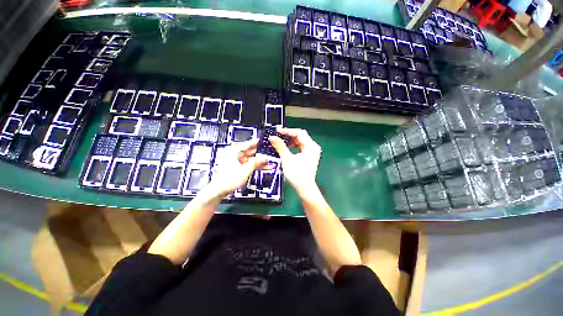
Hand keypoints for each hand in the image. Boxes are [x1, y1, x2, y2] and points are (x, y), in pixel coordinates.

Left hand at [208, 139, 267, 195]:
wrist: (219, 190)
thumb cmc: (228, 179)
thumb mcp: (245, 170)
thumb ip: (256, 162)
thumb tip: (264, 157)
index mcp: (234, 151)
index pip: (247, 144)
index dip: (256, 143)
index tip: (263, 140)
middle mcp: (235, 155)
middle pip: (251, 152)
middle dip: (261, 154)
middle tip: (270, 154)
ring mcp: (237, 162)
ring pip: (251, 159)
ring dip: (260, 161)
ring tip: (270, 162)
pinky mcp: (239, 168)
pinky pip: (250, 165)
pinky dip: (256, 166)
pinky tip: (265, 167)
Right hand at [269, 128, 320, 193]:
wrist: (304, 188)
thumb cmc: (297, 174)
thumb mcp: (287, 159)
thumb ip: (280, 146)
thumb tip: (272, 137)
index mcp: (311, 146)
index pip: (299, 133)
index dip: (287, 131)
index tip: (277, 131)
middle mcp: (313, 147)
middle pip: (300, 136)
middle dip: (289, 135)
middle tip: (278, 135)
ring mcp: (312, 152)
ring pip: (300, 141)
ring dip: (290, 141)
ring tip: (281, 142)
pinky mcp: (309, 156)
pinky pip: (300, 147)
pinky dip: (293, 146)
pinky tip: (286, 148)